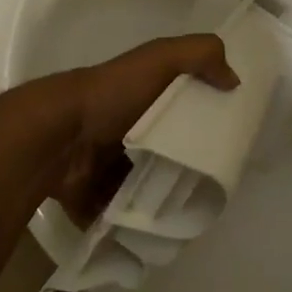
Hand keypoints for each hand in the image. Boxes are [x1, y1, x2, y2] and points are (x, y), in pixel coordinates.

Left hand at [34, 34, 238, 222]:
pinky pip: (120, 217)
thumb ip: (199, 55)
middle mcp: (122, 130)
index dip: (201, 122)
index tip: (228, 146)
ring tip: (190, 218)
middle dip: (185, 171)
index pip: (178, 110)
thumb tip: (234, 80)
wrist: (58, 136)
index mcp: (139, 98)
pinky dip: (136, 226)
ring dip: (163, 202)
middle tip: (212, 191)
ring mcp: (104, 167)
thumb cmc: (112, 95)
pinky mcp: (92, 199)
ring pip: (144, 189)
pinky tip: (160, 235)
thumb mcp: (160, 59)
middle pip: (163, 153)